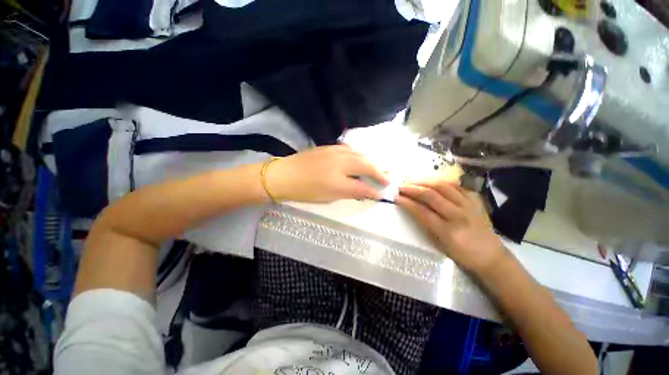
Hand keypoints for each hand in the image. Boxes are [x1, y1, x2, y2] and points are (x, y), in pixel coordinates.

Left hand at [265, 145, 388, 202]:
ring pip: (360, 154)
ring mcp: (334, 152)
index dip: (375, 191)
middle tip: (388, 177)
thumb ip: (349, 193)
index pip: (363, 186)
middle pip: (366, 165)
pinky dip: (359, 154)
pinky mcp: (329, 147)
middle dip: (379, 172)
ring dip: (371, 161)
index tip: (383, 193)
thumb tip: (365, 192)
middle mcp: (340, 163)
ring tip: (378, 167)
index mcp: (338, 180)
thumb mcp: (327, 197)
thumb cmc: (304, 190)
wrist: (282, 175)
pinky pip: (350, 149)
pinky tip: (361, 158)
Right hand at [397, 174, 506, 273]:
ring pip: (443, 186)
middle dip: (412, 188)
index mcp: (447, 231)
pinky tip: (432, 182)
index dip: (407, 202)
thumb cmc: (461, 253)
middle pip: (431, 195)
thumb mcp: (439, 243)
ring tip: (413, 180)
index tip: (396, 196)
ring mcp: (468, 205)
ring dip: (424, 181)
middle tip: (400, 185)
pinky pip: (455, 186)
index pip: (421, 211)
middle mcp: (458, 215)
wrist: (491, 256)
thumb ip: (425, 223)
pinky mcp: (475, 200)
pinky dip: (440, 182)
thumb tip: (411, 207)